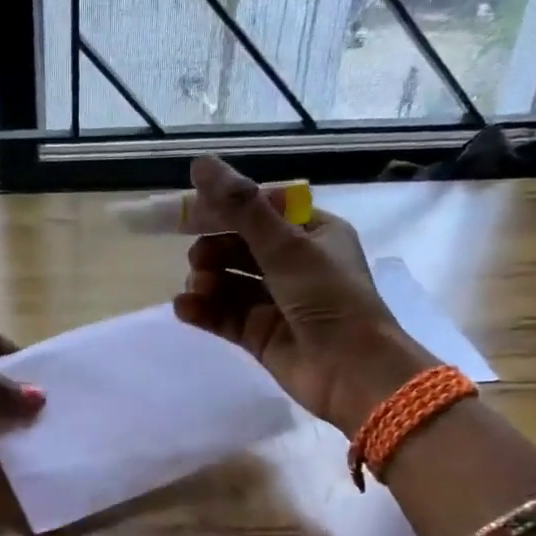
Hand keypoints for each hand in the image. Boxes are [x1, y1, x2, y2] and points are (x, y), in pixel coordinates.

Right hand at [172, 155, 432, 431]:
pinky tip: (184, 309)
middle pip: (239, 246)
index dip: (224, 209)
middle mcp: (293, 264)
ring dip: (206, 281)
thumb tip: (200, 164)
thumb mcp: (286, 246)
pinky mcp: (259, 335)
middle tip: (199, 260)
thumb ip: (241, 208)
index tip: (190, 212)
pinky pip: (223, 315)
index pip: (260, 209)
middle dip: (213, 250)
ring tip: (196, 289)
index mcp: (312, 233)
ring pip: (227, 282)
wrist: (351, 372)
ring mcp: (275, 302)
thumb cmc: (329, 299)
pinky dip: (203, 310)